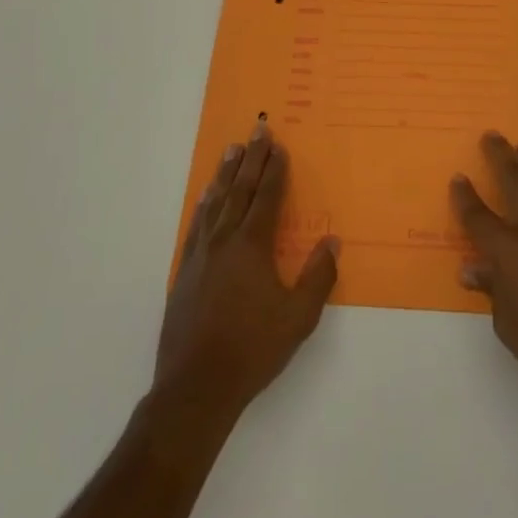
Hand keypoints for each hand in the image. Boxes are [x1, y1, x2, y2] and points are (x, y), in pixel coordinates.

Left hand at [156, 126, 339, 419]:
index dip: (274, 170)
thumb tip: (332, 241)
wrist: (196, 386)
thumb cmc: (253, 349)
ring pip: (215, 202)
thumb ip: (318, 276)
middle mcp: (224, 240)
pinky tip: (206, 197)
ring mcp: (201, 255)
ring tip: (231, 150)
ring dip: (226, 174)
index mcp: (252, 245)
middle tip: (257, 130)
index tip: (278, 146)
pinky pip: (197, 224)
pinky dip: (204, 204)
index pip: (266, 196)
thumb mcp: (298, 317)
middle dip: (251, 159)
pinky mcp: (185, 272)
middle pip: (240, 190)